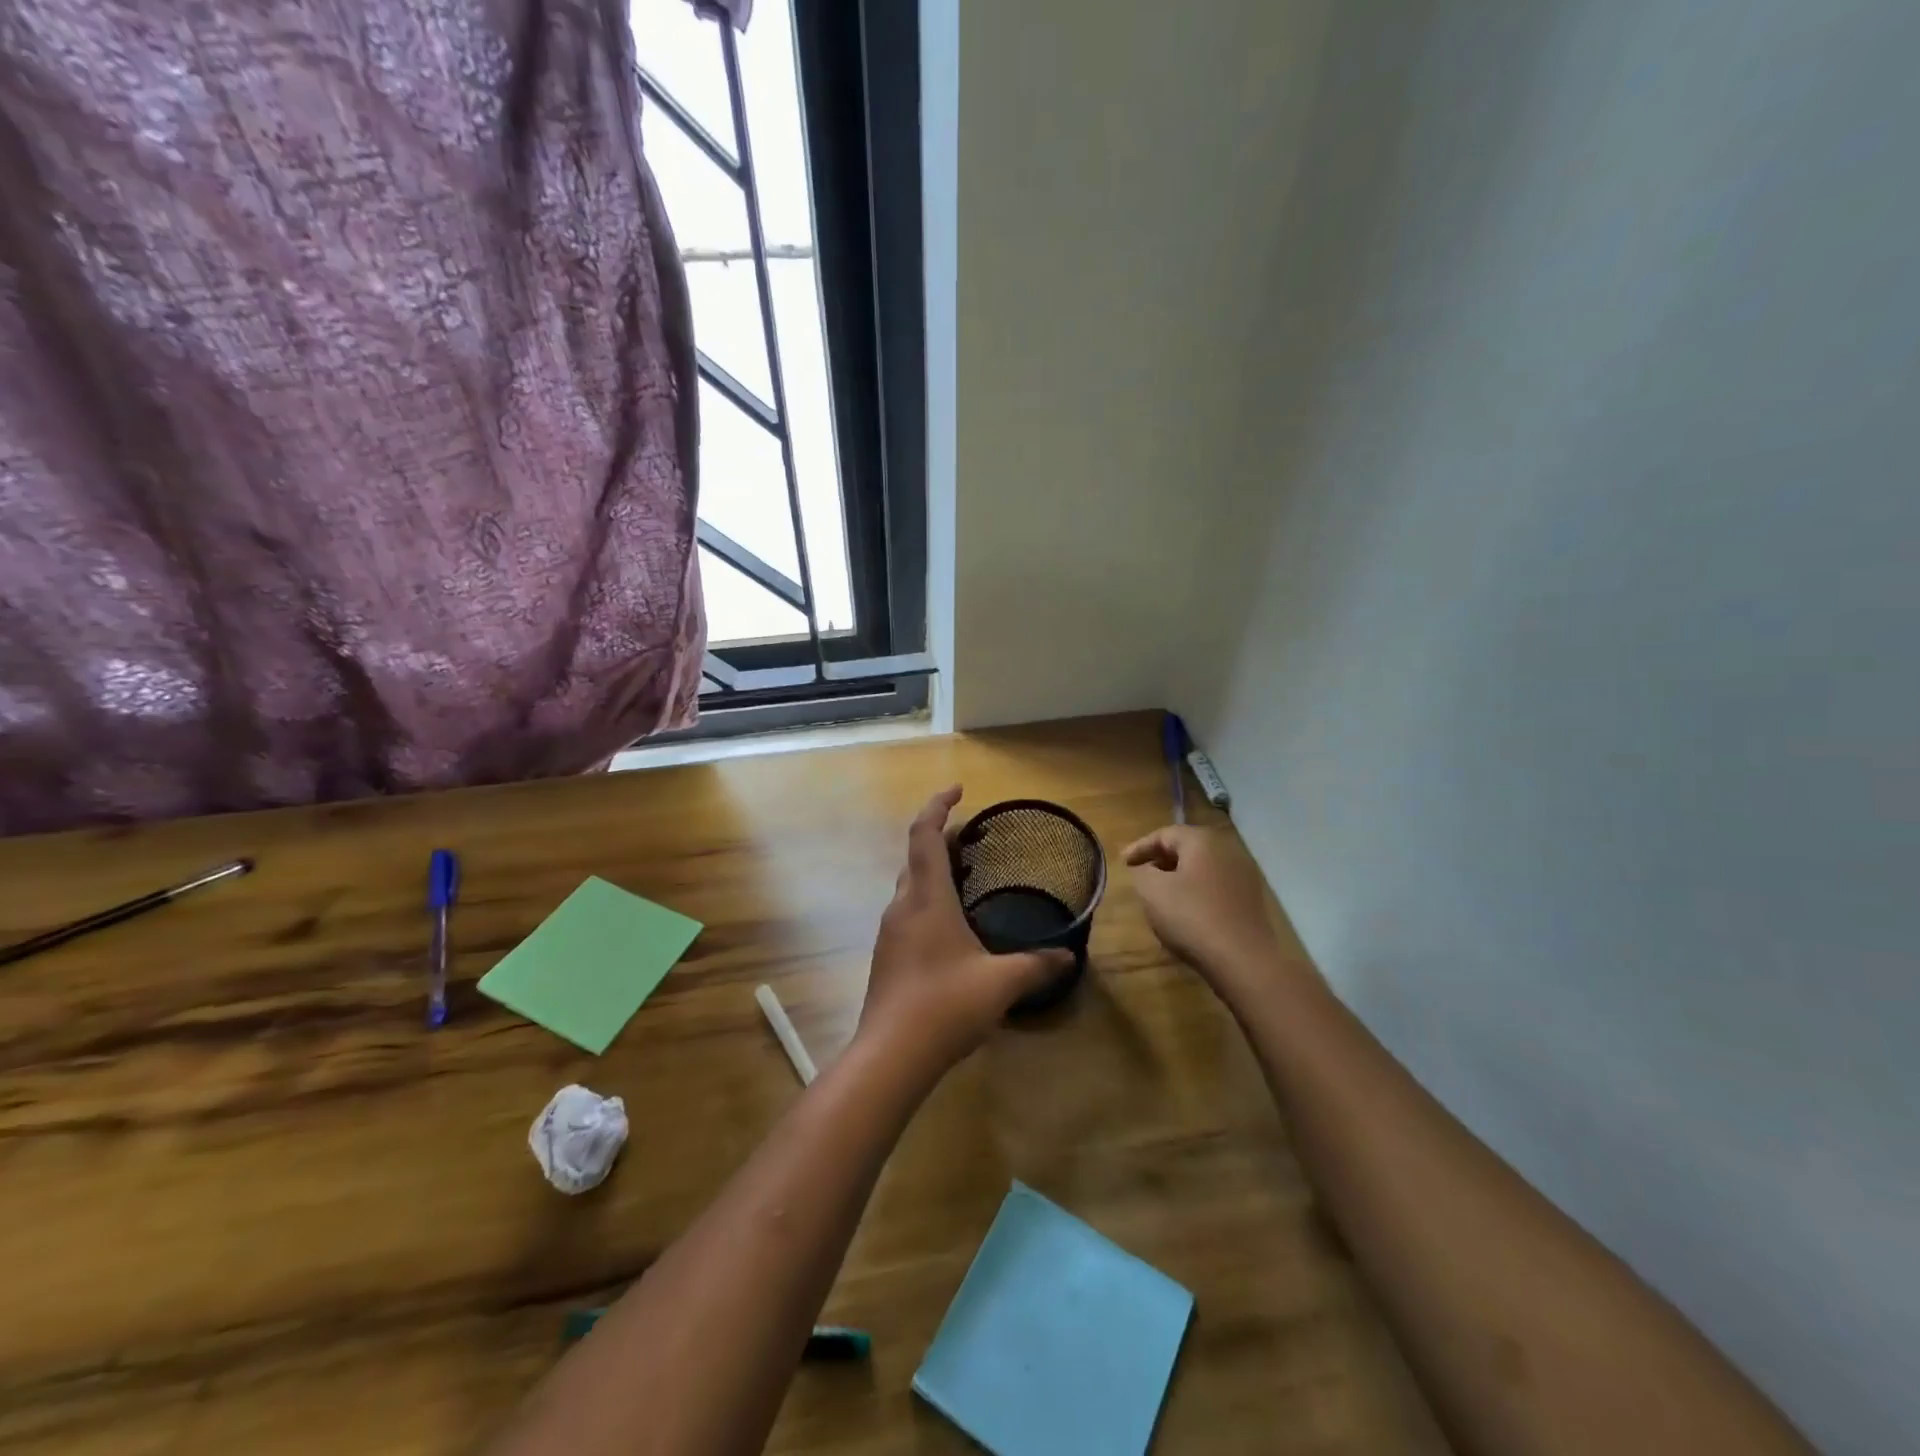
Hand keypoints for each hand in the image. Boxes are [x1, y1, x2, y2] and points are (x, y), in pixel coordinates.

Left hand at [858, 787, 1071, 1072]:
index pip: (925, 834)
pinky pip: (909, 910)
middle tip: (973, 837)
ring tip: (966, 875)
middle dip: (942, 837)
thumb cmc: (945, 1006)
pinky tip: (952, 925)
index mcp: (927, 898)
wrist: (890, 1056)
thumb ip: (1036, 966)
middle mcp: (903, 906)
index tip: (958, 790)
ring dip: (934, 869)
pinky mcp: (888, 956)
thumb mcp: (1000, 983)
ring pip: (911, 884)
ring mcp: (891, 932)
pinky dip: (929, 898)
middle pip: (916, 855)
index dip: (938, 806)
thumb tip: (1067, 957)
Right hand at [1124, 824, 1280, 986]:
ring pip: (1202, 867)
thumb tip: (1144, 869)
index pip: (1164, 834)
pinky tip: (1185, 910)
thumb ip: (1141, 872)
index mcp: (1202, 841)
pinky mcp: (1250, 899)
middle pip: (1186, 847)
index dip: (1139, 847)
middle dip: (1160, 859)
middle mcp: (1227, 850)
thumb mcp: (1152, 891)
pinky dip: (1196, 890)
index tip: (1122, 862)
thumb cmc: (1192, 917)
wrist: (1243, 960)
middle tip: (1139, 874)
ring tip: (1159, 893)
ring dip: (1178, 876)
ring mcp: (1243, 875)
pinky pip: (1215, 885)